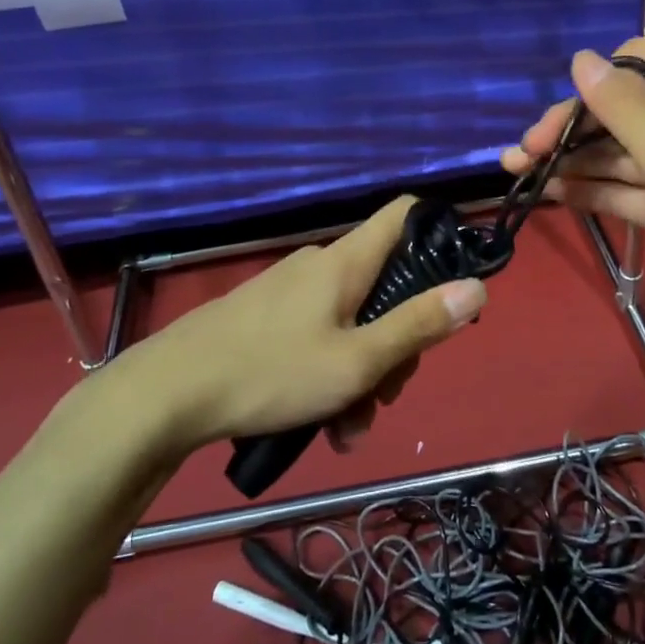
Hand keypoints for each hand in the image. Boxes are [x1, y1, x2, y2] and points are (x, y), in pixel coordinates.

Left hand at [132, 197, 484, 452]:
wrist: (167, 395)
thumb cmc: (271, 372)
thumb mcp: (357, 361)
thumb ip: (419, 325)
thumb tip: (477, 287)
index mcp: (346, 261)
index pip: (404, 213)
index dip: (437, 235)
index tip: (452, 284)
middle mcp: (320, 265)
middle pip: (384, 285)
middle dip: (397, 341)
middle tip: (386, 396)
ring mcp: (290, 291)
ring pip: (351, 321)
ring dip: (362, 372)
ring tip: (346, 430)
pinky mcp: (267, 318)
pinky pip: (318, 335)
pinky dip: (330, 372)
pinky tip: (320, 425)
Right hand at [500, 40, 644, 341]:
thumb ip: (621, 108)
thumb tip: (580, 57)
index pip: (636, 62)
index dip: (597, 80)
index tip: (565, 114)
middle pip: (616, 111)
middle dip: (568, 128)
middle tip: (524, 154)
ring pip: (613, 154)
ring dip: (569, 161)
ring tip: (517, 172)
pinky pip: (622, 189)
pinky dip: (589, 191)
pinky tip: (550, 196)